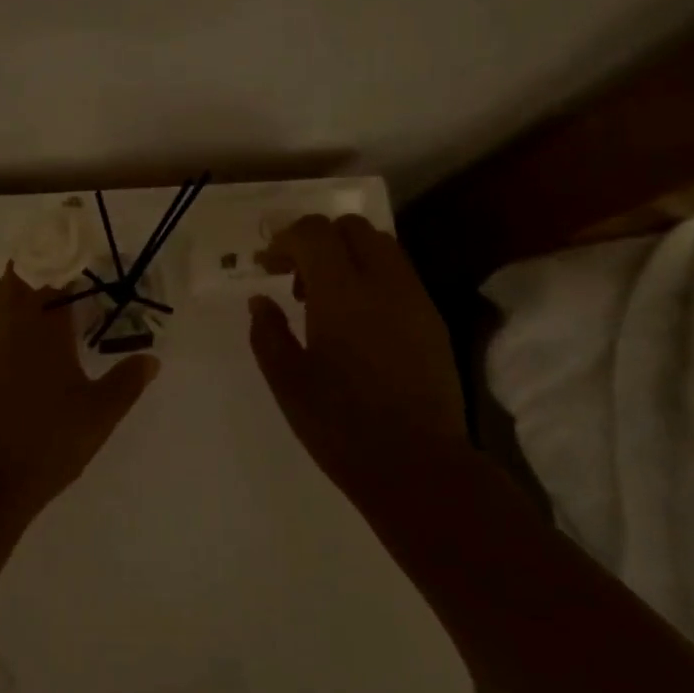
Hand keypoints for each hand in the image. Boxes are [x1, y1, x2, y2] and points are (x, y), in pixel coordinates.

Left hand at [0, 264, 159, 512]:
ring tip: (57, 299)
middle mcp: (8, 323)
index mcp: (40, 324)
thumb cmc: (45, 441)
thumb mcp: (98, 414)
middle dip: (44, 264)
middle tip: (77, 275)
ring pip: (0, 294)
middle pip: (18, 272)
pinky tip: (35, 337)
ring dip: (23, 286)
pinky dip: (11, 312)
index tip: (93, 255)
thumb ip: (126, 382)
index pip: (51, 270)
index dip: (70, 257)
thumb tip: (151, 358)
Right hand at [248, 215, 468, 490]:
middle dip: (318, 239)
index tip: (268, 266)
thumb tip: (260, 300)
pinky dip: (372, 276)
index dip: (286, 240)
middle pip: (352, 227)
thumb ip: (267, 332)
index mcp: (341, 293)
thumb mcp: (287, 381)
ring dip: (347, 255)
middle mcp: (383, 283)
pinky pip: (399, 275)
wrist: (417, 465)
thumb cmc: (340, 425)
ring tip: (326, 298)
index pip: (314, 232)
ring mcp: (415, 299)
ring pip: (381, 246)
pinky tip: (357, 320)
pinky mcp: (433, 319)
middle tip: (296, 277)